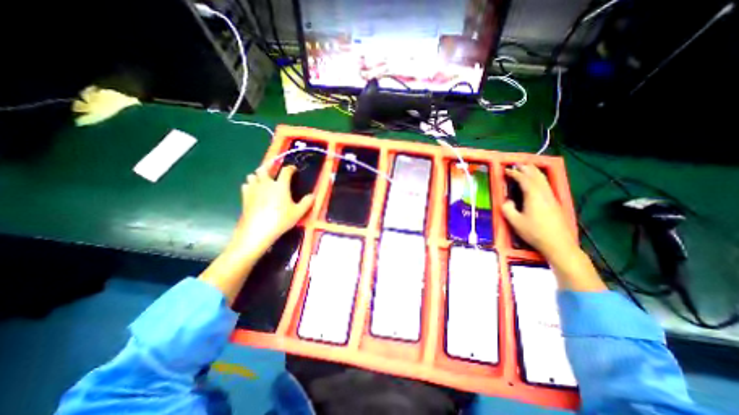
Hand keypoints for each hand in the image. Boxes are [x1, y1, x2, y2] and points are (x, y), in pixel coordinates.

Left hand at [230, 165, 312, 255]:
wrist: (257, 230)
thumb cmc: (280, 220)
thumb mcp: (298, 213)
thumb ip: (307, 202)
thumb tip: (313, 195)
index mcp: (281, 185)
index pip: (286, 171)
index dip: (290, 168)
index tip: (293, 169)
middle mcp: (266, 183)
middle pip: (264, 169)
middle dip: (269, 167)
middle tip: (274, 172)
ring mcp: (253, 189)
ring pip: (252, 176)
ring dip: (258, 176)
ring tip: (263, 181)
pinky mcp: (245, 197)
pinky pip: (246, 185)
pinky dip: (250, 185)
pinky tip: (254, 191)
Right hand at [500, 164, 579, 259]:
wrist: (558, 243)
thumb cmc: (534, 232)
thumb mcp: (515, 221)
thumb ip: (507, 209)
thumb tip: (507, 201)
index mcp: (533, 196)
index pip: (523, 180)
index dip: (514, 173)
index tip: (506, 170)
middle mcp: (544, 193)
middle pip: (536, 176)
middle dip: (527, 168)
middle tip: (518, 164)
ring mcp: (552, 197)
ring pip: (543, 180)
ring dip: (535, 172)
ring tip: (528, 167)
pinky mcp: (555, 203)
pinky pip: (547, 185)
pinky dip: (540, 179)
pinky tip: (539, 182)